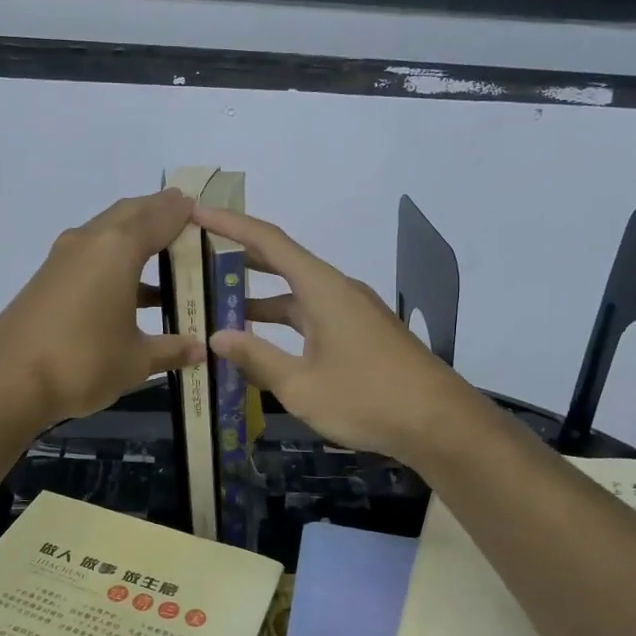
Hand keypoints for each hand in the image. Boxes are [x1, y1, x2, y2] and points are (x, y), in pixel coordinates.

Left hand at [0, 188, 206, 431]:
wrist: (7, 382)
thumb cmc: (83, 362)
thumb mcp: (136, 360)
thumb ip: (171, 350)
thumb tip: (201, 352)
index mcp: (118, 249)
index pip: (159, 217)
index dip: (182, 212)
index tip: (202, 209)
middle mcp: (90, 241)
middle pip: (130, 213)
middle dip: (157, 213)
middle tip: (185, 220)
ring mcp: (64, 258)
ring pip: (107, 232)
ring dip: (135, 237)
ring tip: (165, 253)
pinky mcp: (48, 278)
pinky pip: (91, 254)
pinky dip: (115, 260)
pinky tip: (132, 291)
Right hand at [191, 206, 474, 464]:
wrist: (439, 423)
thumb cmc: (367, 399)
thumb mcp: (302, 386)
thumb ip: (257, 358)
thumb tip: (218, 336)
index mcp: (323, 289)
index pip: (269, 242)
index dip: (230, 224)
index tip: (196, 212)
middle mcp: (338, 290)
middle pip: (283, 262)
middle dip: (240, 256)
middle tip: (199, 254)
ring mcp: (352, 312)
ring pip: (297, 295)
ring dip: (260, 297)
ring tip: (218, 302)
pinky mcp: (361, 334)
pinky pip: (312, 316)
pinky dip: (283, 322)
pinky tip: (262, 342)